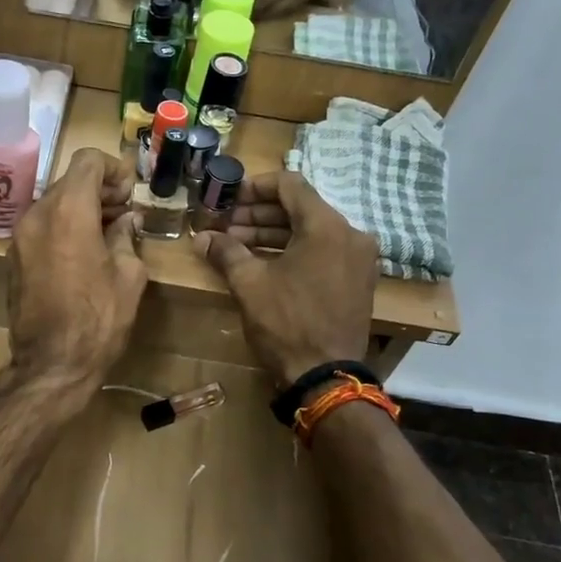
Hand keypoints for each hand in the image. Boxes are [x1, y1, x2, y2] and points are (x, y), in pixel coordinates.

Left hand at [3, 149, 146, 403]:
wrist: (52, 365)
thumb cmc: (98, 320)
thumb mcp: (129, 276)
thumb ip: (126, 237)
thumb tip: (125, 221)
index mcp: (68, 211)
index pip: (87, 161)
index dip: (113, 169)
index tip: (130, 192)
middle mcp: (36, 215)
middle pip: (69, 181)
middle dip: (99, 190)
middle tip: (124, 212)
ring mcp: (20, 237)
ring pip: (53, 204)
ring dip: (81, 209)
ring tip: (108, 233)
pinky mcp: (13, 258)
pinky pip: (41, 227)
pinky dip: (63, 227)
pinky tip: (84, 252)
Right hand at [192, 171, 377, 386]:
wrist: (325, 376)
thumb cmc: (286, 323)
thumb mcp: (249, 284)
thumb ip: (226, 252)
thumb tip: (202, 237)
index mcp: (327, 226)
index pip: (290, 185)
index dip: (255, 187)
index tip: (228, 198)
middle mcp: (350, 234)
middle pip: (300, 209)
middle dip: (258, 215)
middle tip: (225, 226)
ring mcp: (358, 259)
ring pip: (310, 232)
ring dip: (272, 235)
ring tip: (236, 246)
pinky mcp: (357, 281)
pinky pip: (322, 252)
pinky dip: (293, 252)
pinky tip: (262, 264)